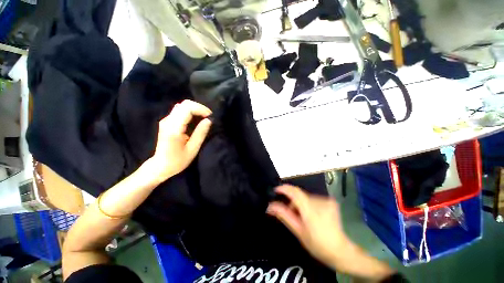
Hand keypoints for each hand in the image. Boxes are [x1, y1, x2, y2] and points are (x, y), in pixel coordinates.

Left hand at [150, 100, 211, 181]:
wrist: (160, 166)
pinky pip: (180, 111)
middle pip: (185, 104)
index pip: (187, 108)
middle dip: (199, 108)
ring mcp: (166, 120)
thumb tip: (209, 120)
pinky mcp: (167, 121)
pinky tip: (196, 120)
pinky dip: (191, 112)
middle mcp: (168, 120)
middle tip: (209, 117)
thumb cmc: (177, 161)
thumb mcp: (193, 149)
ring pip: (182, 106)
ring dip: (195, 109)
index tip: (211, 117)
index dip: (201, 109)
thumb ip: (201, 133)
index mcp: (174, 128)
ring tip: (204, 118)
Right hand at [267, 185, 350, 267]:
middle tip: (290, 213)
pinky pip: (313, 198)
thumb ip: (284, 215)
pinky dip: (308, 204)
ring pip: (306, 197)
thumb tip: (270, 206)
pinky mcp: (331, 200)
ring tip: (302, 217)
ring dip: (300, 204)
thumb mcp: (298, 231)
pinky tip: (312, 215)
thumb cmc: (317, 244)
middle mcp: (320, 200)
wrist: (341, 251)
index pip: (294, 192)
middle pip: (299, 195)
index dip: (283, 188)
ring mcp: (327, 200)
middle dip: (292, 202)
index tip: (275, 190)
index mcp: (311, 209)